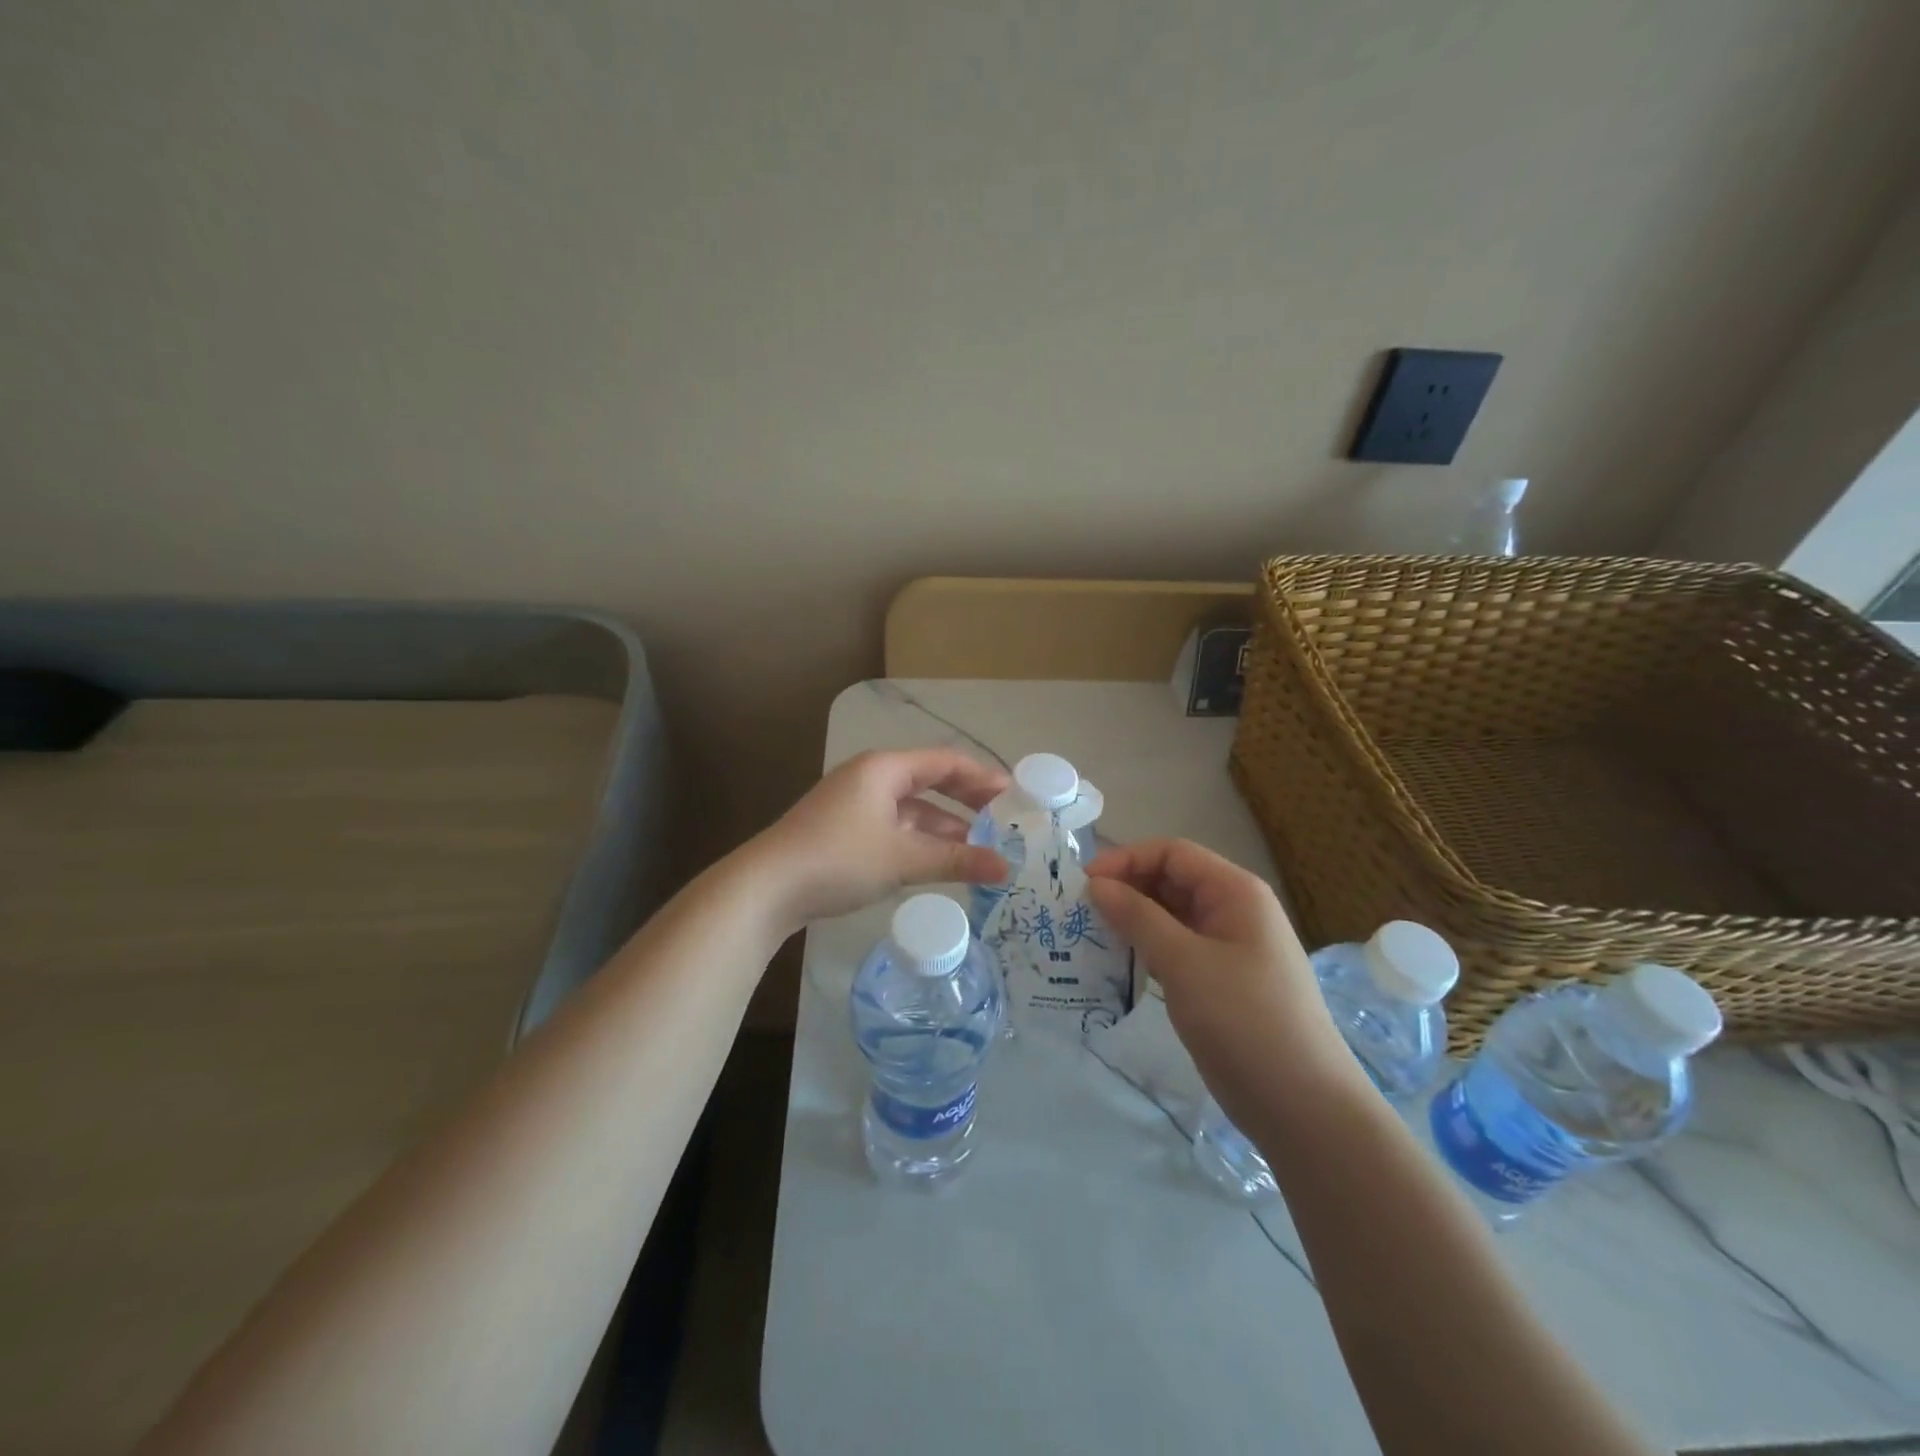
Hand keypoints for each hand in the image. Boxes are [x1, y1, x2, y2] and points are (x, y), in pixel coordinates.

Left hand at [748, 749, 1009, 930]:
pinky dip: (920, 838)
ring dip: (945, 825)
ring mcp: (855, 803)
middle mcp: (871, 776)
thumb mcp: (902, 859)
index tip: (1015, 795)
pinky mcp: (845, 828)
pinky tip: (939, 860)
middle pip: (930, 780)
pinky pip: (895, 825)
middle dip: (967, 800)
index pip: (946, 761)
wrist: (766, 888)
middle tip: (1004, 819)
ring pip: (912, 807)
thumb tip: (1006, 868)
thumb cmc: (838, 859)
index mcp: (885, 768)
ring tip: (980, 846)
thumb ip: (957, 860)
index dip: (983, 777)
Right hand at [1085, 839, 1353, 1126]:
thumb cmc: (1245, 1020)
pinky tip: (1116, 963)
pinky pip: (1176, 948)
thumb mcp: (1185, 963)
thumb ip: (1138, 917)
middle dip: (1126, 889)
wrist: (1302, 1106)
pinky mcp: (1219, 981)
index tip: (1084, 883)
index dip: (1126, 860)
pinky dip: (1145, 949)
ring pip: (1170, 917)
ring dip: (1132, 920)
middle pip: (1171, 881)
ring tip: (1090, 935)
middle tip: (1080, 912)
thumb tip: (1097, 884)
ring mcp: (1227, 948)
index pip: (1172, 854)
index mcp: (1235, 892)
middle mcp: (1233, 910)